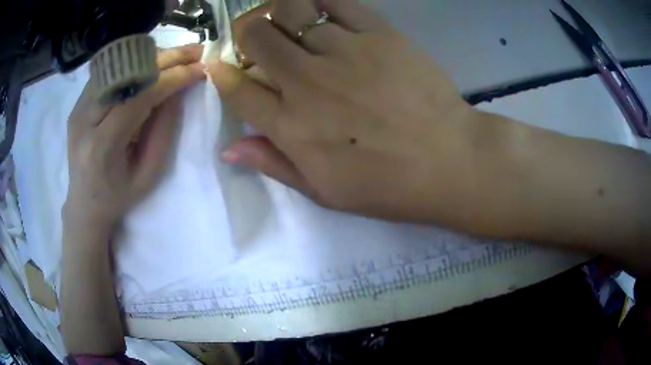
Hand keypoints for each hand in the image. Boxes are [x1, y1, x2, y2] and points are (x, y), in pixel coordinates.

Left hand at [64, 44, 205, 229]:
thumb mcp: (148, 174)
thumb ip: (163, 131)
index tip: (198, 70)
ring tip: (177, 55)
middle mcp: (84, 121)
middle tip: (194, 51)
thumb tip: (178, 91)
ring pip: (117, 67)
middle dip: (165, 58)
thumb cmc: (118, 197)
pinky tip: (151, 64)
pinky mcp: (77, 104)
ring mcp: (77, 109)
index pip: (138, 97)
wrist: (84, 204)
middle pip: (126, 74)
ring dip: (150, 57)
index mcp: (101, 146)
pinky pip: (109, 73)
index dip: (171, 78)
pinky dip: (133, 64)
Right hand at [210, 0, 479, 222]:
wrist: (449, 161)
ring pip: (292, 11)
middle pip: (257, 38)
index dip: (222, 73)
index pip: (238, 89)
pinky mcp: (379, 34)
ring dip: (281, 12)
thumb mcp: (324, 192)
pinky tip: (320, 5)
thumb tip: (229, 148)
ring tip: (289, 20)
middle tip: (257, 37)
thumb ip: (273, 164)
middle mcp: (307, 82)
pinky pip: (338, 1)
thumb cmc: (388, 185)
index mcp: (291, 126)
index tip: (220, 64)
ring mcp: (343, 52)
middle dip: (247, 32)